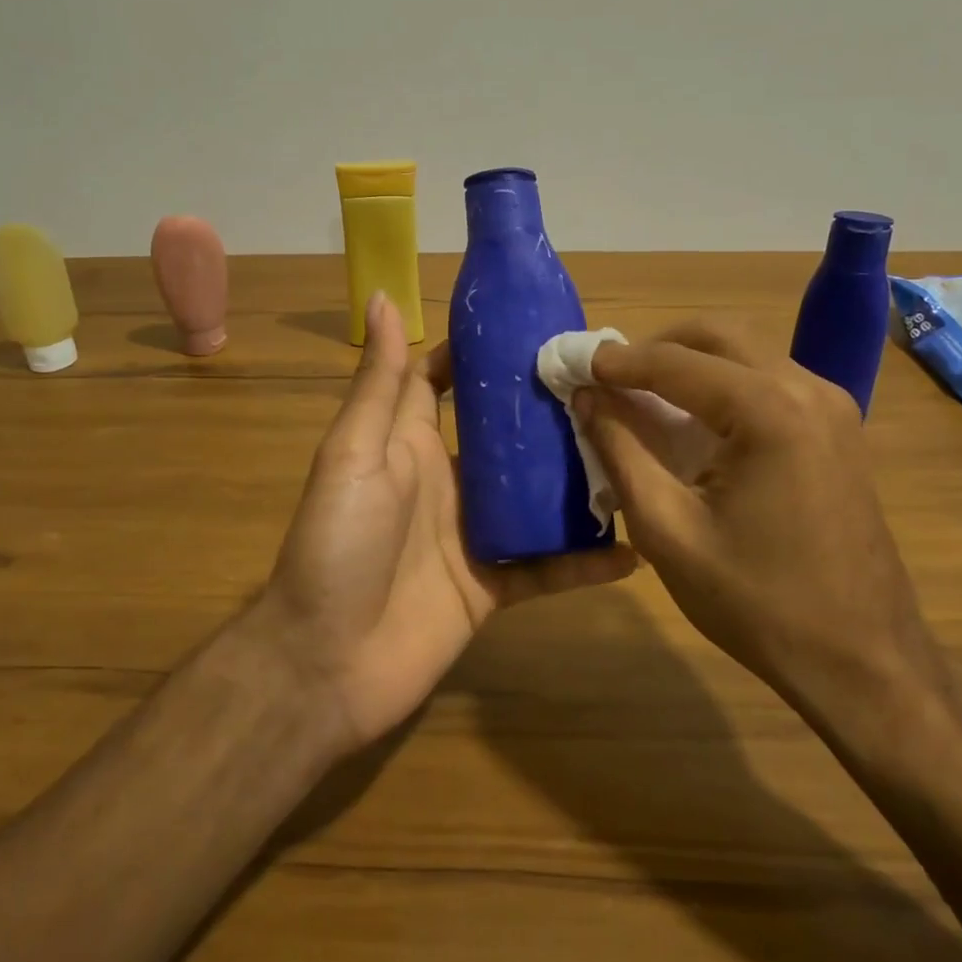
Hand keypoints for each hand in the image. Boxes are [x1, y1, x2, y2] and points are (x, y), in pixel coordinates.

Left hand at [257, 293, 635, 749]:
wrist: (325, 665)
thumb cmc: (336, 544)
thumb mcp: (354, 453)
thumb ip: (379, 383)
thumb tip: (382, 296)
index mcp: (409, 440)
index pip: (446, 379)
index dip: (480, 352)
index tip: (533, 324)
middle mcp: (447, 479)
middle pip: (504, 434)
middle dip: (547, 408)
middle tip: (610, 383)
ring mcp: (474, 533)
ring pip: (536, 496)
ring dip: (578, 478)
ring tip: (637, 452)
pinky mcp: (494, 586)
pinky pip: (548, 568)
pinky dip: (587, 562)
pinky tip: (636, 551)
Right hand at [574, 321, 941, 726]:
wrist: (864, 662)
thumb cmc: (758, 603)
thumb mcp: (667, 530)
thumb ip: (620, 451)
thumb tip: (586, 397)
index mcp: (769, 410)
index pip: (675, 361)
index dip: (617, 361)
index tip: (573, 364)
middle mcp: (807, 388)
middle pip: (716, 336)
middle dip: (656, 348)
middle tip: (609, 377)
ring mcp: (831, 405)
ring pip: (745, 352)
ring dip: (690, 362)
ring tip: (642, 396)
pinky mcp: (838, 427)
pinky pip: (768, 380)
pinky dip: (722, 383)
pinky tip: (694, 420)